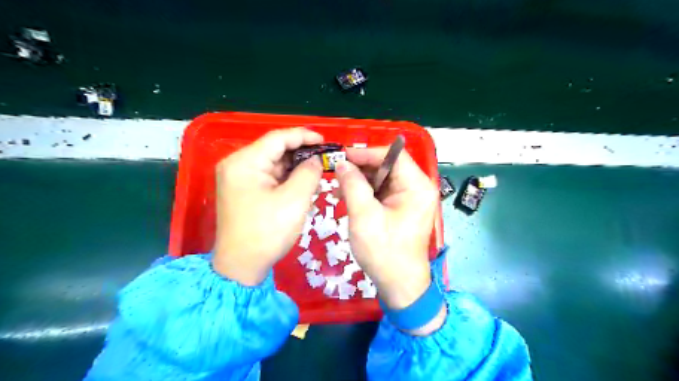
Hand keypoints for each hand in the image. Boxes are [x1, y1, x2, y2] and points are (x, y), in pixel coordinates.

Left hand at [214, 127, 325, 285]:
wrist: (242, 266)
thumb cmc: (267, 232)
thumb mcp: (294, 200)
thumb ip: (309, 173)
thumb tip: (316, 160)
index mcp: (245, 162)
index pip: (277, 138)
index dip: (303, 136)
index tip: (325, 141)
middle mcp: (238, 165)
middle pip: (274, 150)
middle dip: (301, 153)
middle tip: (325, 158)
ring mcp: (239, 179)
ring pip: (274, 164)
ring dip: (295, 167)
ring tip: (318, 172)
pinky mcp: (244, 191)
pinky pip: (269, 177)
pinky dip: (287, 178)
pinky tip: (303, 183)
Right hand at [336, 149, 443, 332]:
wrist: (399, 284)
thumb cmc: (384, 250)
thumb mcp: (364, 215)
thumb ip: (352, 184)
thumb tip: (341, 164)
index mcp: (416, 186)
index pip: (393, 155)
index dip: (366, 153)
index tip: (342, 157)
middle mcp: (417, 188)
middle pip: (387, 166)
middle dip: (361, 169)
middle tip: (336, 174)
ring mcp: (410, 199)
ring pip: (382, 179)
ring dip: (360, 182)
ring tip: (338, 190)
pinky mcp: (401, 208)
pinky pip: (382, 192)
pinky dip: (365, 193)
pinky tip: (347, 198)